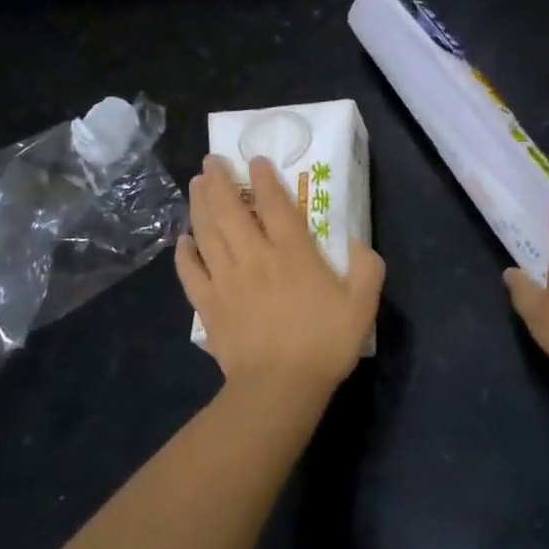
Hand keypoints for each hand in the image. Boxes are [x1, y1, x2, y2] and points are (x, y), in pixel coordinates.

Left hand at [176, 155, 384, 401]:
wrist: (278, 388)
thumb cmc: (323, 345)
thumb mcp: (362, 306)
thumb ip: (367, 269)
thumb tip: (357, 243)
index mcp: (292, 253)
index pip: (275, 204)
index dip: (263, 178)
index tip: (254, 160)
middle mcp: (255, 256)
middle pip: (230, 209)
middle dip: (219, 180)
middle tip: (211, 161)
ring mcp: (226, 279)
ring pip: (206, 232)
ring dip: (199, 204)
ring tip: (196, 184)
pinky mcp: (208, 304)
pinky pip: (190, 271)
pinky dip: (184, 253)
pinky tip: (182, 241)